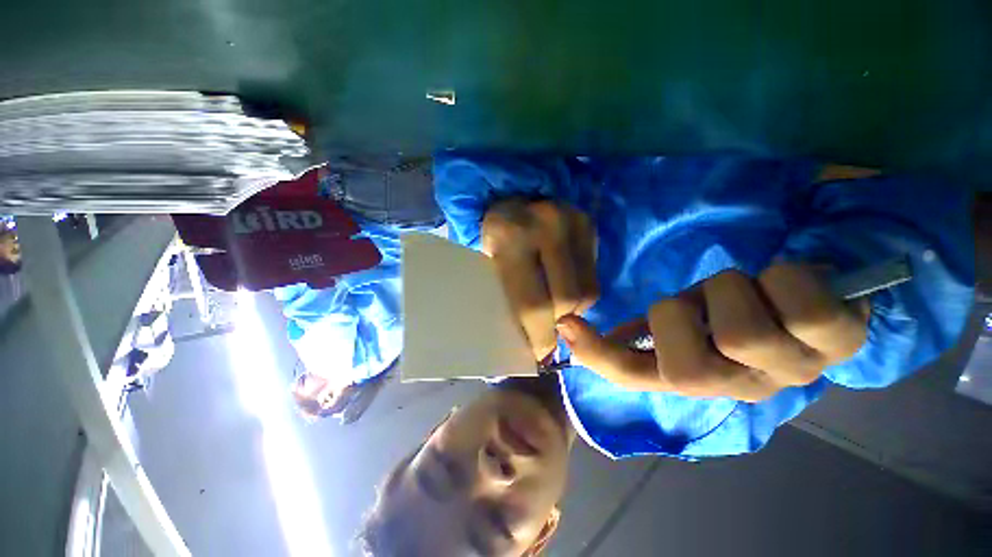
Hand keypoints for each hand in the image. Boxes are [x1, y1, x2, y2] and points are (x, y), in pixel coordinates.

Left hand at [481, 199, 598, 360]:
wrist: (508, 193)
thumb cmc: (491, 236)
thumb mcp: (486, 264)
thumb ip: (506, 297)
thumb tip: (530, 341)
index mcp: (508, 238)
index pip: (532, 304)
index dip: (539, 337)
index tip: (540, 355)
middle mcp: (545, 226)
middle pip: (566, 300)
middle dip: (558, 326)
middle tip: (547, 334)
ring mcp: (572, 222)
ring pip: (587, 291)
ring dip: (572, 310)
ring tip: (555, 310)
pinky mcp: (588, 224)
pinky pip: (593, 275)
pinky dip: (581, 291)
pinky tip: (563, 287)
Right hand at [555, 264, 869, 401]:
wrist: (809, 302)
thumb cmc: (732, 309)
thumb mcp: (678, 317)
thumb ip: (638, 332)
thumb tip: (576, 330)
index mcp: (692, 376)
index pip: (633, 377)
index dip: (598, 356)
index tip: (567, 326)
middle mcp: (738, 388)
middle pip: (687, 367)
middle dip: (682, 313)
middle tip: (706, 301)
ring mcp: (792, 374)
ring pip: (740, 333)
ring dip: (730, 291)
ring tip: (751, 290)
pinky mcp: (838, 346)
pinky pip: (799, 305)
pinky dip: (784, 278)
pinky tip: (790, 284)